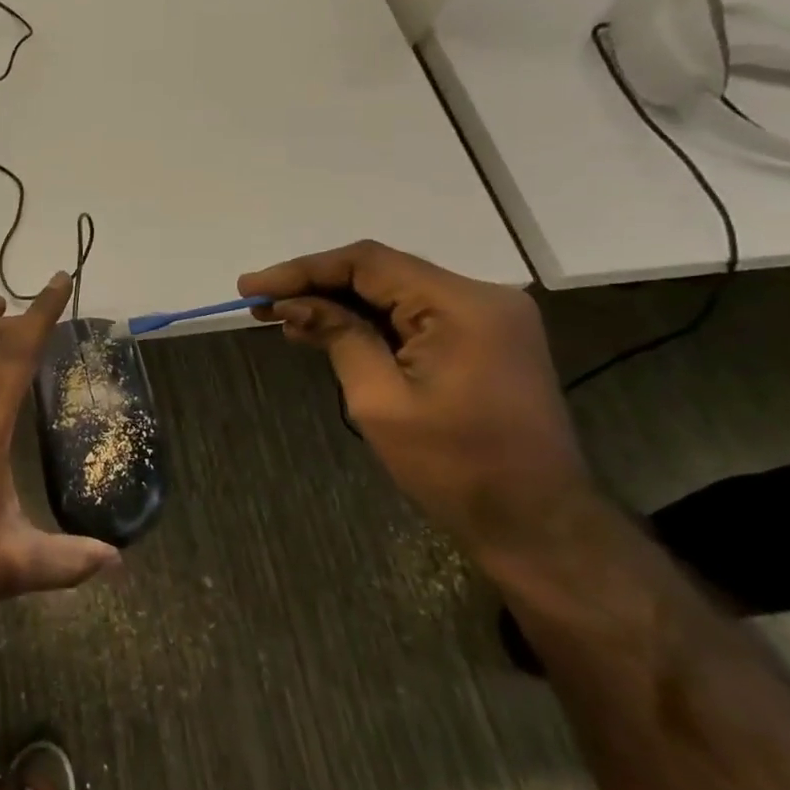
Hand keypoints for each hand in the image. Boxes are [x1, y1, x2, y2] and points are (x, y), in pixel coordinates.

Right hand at [239, 241, 598, 558]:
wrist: (538, 526)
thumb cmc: (455, 467)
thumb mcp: (381, 402)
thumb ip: (338, 337)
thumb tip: (294, 303)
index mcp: (462, 305)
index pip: (367, 263)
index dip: (303, 270)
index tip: (251, 286)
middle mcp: (482, 296)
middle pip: (382, 273)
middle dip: (317, 286)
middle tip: (259, 304)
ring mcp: (488, 317)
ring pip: (395, 293)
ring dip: (339, 304)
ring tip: (282, 319)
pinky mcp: (485, 339)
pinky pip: (415, 316)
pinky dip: (370, 322)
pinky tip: (326, 331)